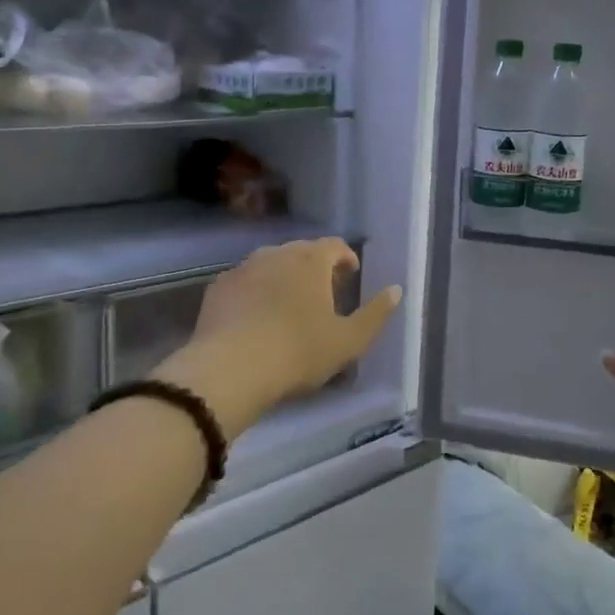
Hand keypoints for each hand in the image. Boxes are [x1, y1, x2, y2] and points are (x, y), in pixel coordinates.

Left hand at [162, 239, 401, 436]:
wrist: (230, 369)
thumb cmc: (298, 352)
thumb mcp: (349, 341)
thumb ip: (376, 313)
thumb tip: (396, 290)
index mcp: (311, 260)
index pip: (335, 245)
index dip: (346, 258)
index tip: (350, 276)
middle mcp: (276, 253)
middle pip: (302, 252)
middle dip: (316, 267)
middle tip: (324, 294)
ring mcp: (243, 268)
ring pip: (271, 264)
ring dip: (284, 278)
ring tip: (290, 306)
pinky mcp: (218, 288)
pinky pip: (246, 282)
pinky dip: (256, 292)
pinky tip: (256, 318)